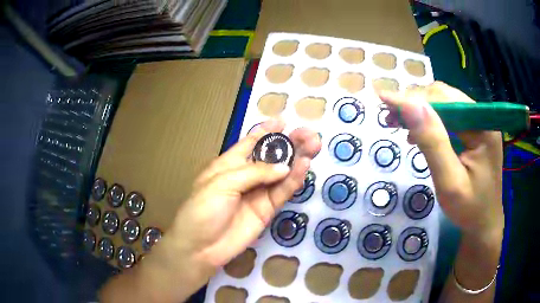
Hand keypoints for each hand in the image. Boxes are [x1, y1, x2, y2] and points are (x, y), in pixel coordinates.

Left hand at [100, 120, 320, 302]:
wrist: (201, 248)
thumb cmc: (202, 209)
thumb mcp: (222, 183)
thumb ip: (254, 173)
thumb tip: (284, 166)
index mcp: (229, 164)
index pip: (250, 142)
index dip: (266, 131)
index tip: (284, 120)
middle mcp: (246, 176)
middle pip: (271, 156)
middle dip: (289, 143)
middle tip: (309, 134)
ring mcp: (257, 193)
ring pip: (281, 173)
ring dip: (298, 158)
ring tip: (314, 145)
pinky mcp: (267, 210)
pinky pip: (283, 192)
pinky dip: (294, 180)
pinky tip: (304, 166)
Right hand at [379, 82, 503, 237]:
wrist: (483, 225)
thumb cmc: (469, 209)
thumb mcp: (449, 181)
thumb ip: (433, 142)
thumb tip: (410, 105)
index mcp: (482, 126)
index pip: (445, 99)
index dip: (414, 98)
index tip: (384, 100)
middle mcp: (481, 118)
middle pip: (445, 97)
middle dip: (416, 103)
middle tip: (390, 117)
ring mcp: (478, 125)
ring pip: (445, 105)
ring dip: (421, 111)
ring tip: (400, 124)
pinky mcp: (473, 133)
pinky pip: (449, 118)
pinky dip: (430, 122)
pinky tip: (418, 134)